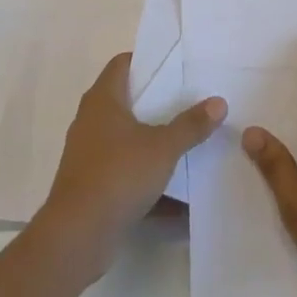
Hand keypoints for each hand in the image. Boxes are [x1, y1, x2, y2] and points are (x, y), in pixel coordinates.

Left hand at [37, 52, 225, 277]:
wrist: (78, 236)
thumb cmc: (118, 175)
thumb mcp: (163, 147)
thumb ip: (191, 124)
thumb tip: (218, 102)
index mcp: (103, 101)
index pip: (122, 64)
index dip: (147, 59)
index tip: (176, 64)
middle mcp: (91, 121)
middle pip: (127, 100)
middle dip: (158, 101)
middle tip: (191, 98)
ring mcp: (89, 154)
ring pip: (127, 138)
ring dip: (154, 140)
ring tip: (188, 139)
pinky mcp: (92, 185)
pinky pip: (126, 171)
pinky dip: (147, 176)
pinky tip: (177, 190)